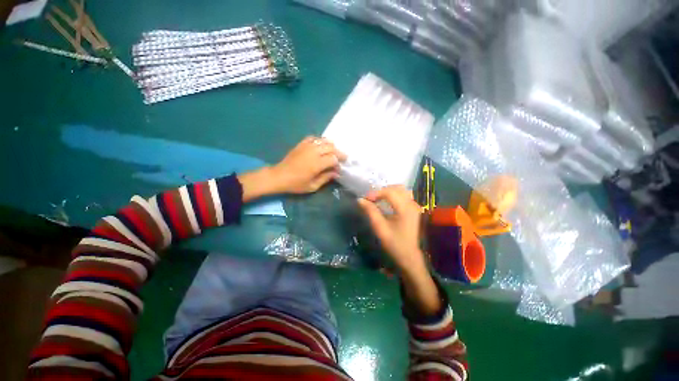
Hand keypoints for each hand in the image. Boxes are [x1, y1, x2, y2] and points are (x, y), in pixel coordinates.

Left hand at [270, 136, 346, 193]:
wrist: (279, 176)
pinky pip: (314, 138)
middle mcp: (313, 152)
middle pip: (331, 147)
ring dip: (331, 146)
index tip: (339, 169)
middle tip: (341, 158)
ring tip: (333, 152)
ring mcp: (307, 146)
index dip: (338, 163)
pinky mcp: (301, 144)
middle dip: (338, 152)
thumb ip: (326, 178)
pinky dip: (320, 141)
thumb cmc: (296, 184)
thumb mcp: (312, 186)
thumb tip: (336, 173)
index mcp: (316, 164)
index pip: (333, 158)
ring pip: (324, 140)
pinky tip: (321, 146)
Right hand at [359, 186, 441, 315]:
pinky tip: (387, 203)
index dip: (375, 193)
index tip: (365, 199)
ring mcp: (416, 206)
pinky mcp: (415, 209)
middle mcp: (412, 204)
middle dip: (381, 191)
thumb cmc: (395, 244)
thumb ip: (371, 212)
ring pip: (401, 190)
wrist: (411, 258)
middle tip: (371, 199)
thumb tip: (360, 200)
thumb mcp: (380, 229)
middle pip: (396, 188)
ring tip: (378, 199)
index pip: (389, 192)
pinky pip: (404, 196)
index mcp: (405, 208)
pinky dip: (394, 195)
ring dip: (388, 192)